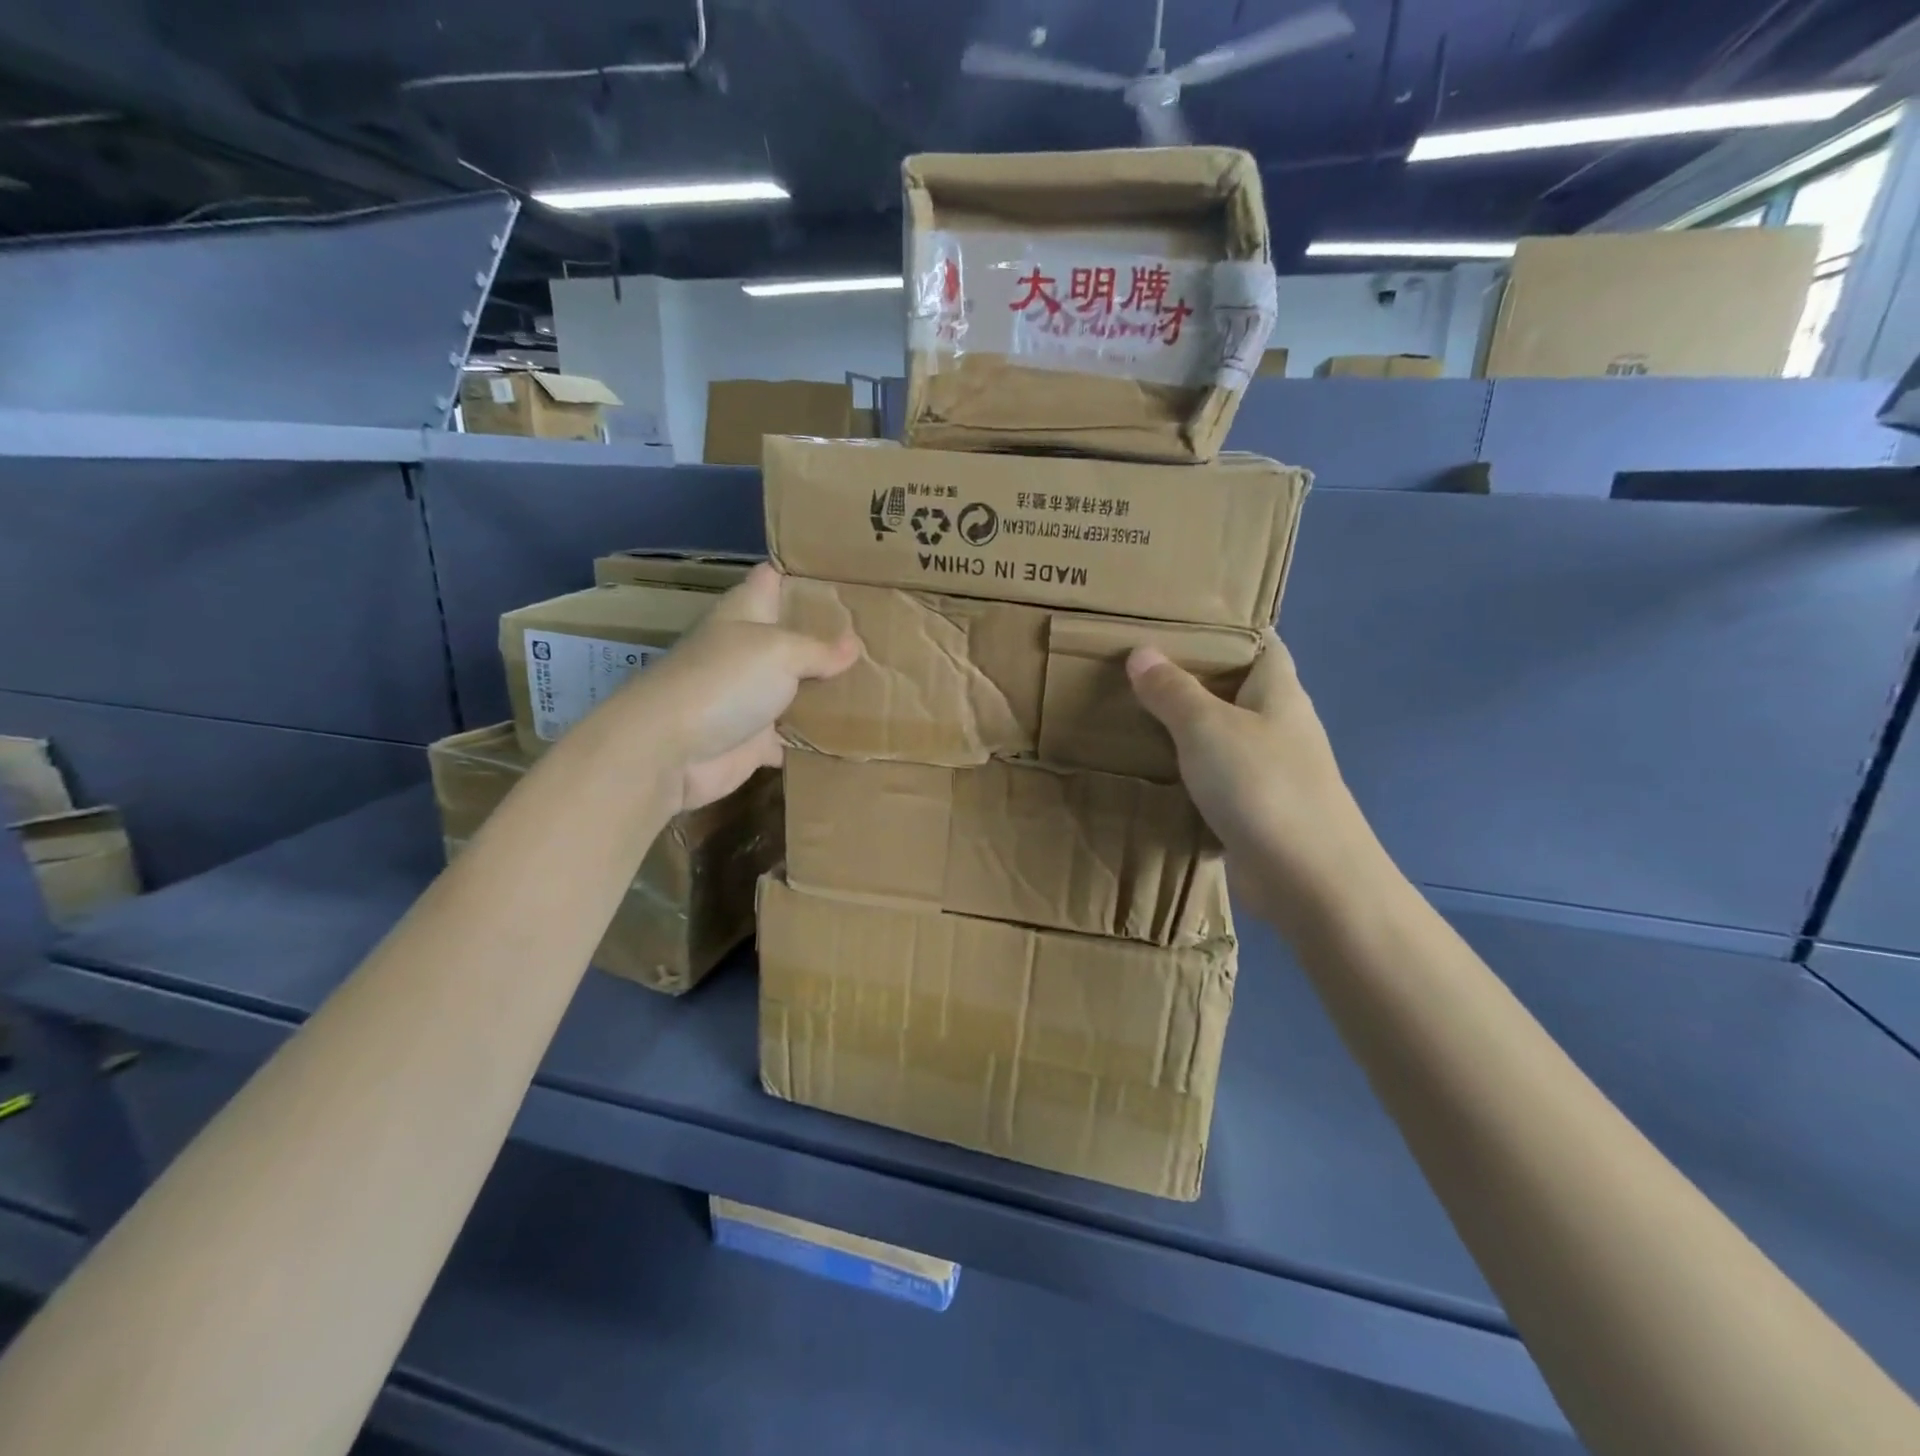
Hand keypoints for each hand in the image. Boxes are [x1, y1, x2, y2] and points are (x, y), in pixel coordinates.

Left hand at [626, 564, 858, 811]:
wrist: (671, 750)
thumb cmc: (723, 681)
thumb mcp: (780, 650)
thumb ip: (819, 649)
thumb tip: (853, 646)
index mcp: (746, 613)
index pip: (775, 577)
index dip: (806, 571)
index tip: (849, 572)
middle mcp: (749, 650)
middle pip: (794, 635)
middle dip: (832, 634)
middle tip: (881, 631)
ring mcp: (752, 696)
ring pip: (799, 687)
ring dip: (830, 687)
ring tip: (882, 679)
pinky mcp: (756, 739)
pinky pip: (796, 736)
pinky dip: (820, 737)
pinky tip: (857, 732)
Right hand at [1128, 633, 1379, 920]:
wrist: (1307, 879)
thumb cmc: (1262, 786)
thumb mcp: (1207, 728)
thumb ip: (1173, 691)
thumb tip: (1141, 653)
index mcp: (1278, 691)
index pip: (1258, 641)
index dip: (1222, 626)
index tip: (1175, 618)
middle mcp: (1277, 724)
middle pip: (1233, 687)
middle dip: (1190, 676)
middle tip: (1133, 664)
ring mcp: (1268, 769)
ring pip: (1220, 735)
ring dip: (1183, 726)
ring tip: (1129, 710)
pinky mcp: (1253, 809)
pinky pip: (1213, 777)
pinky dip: (1184, 770)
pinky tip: (1147, 768)